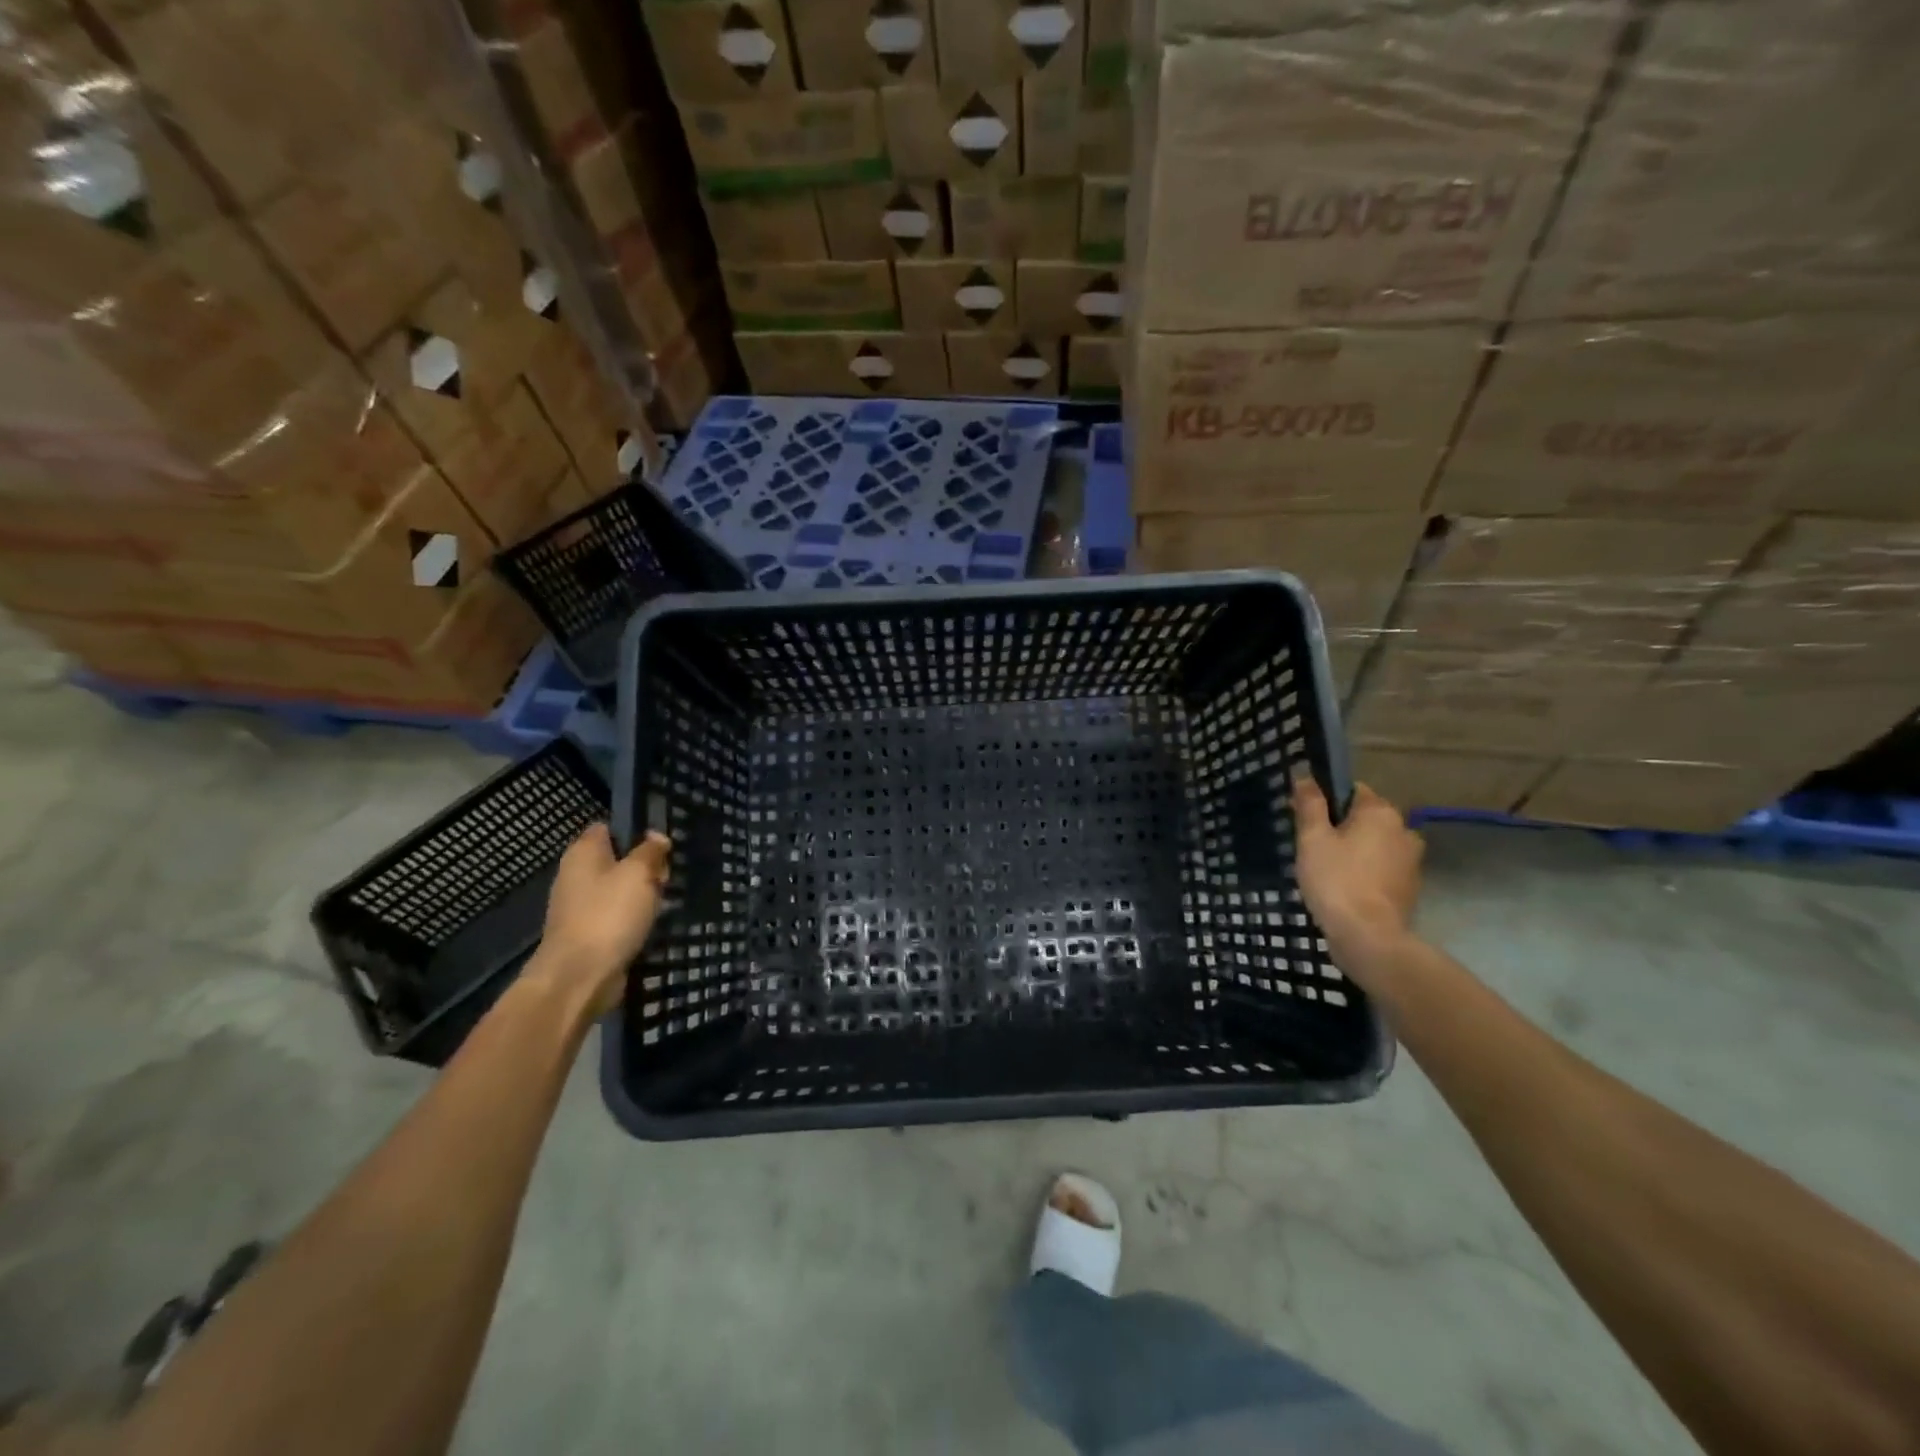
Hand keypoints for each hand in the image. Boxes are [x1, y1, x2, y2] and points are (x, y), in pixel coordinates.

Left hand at [533, 825, 671, 1017]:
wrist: (579, 976)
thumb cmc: (609, 914)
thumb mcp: (639, 873)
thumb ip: (650, 851)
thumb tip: (656, 837)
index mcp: (583, 852)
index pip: (608, 827)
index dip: (635, 830)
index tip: (662, 843)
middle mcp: (577, 874)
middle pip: (618, 859)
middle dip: (645, 866)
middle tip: (665, 877)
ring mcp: (580, 905)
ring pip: (620, 889)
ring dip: (642, 894)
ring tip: (663, 901)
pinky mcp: (588, 932)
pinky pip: (617, 915)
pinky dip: (633, 918)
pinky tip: (650, 924)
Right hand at [1291, 777, 1423, 973]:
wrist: (1369, 937)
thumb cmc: (1336, 881)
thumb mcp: (1312, 839)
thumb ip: (1310, 805)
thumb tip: (1305, 777)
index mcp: (1380, 812)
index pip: (1352, 790)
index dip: (1325, 801)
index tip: (1306, 820)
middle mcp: (1404, 829)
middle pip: (1365, 818)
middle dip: (1341, 827)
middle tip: (1312, 848)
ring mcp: (1411, 860)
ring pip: (1375, 844)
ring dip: (1355, 851)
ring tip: (1328, 871)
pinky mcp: (1411, 887)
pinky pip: (1383, 868)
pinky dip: (1366, 872)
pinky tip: (1346, 888)